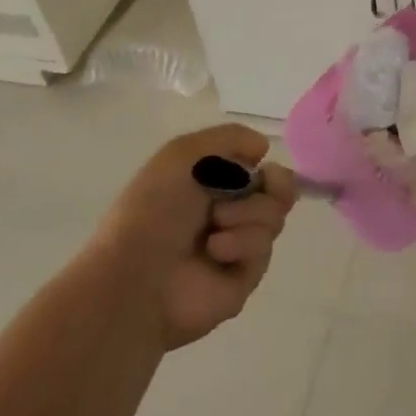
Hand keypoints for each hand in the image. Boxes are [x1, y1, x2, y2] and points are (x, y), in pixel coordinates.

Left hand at [93, 124, 295, 350]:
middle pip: (279, 192)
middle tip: (256, 189)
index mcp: (211, 184)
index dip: (267, 165)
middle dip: (274, 186)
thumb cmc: (153, 208)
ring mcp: (238, 246)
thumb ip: (229, 136)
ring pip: (274, 217)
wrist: (136, 275)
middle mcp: (228, 212)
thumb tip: (264, 148)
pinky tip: (215, 251)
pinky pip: (264, 250)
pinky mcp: (244, 278)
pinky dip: (242, 243)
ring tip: (216, 228)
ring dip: (248, 214)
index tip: (260, 164)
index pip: (260, 168)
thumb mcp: (182, 153)